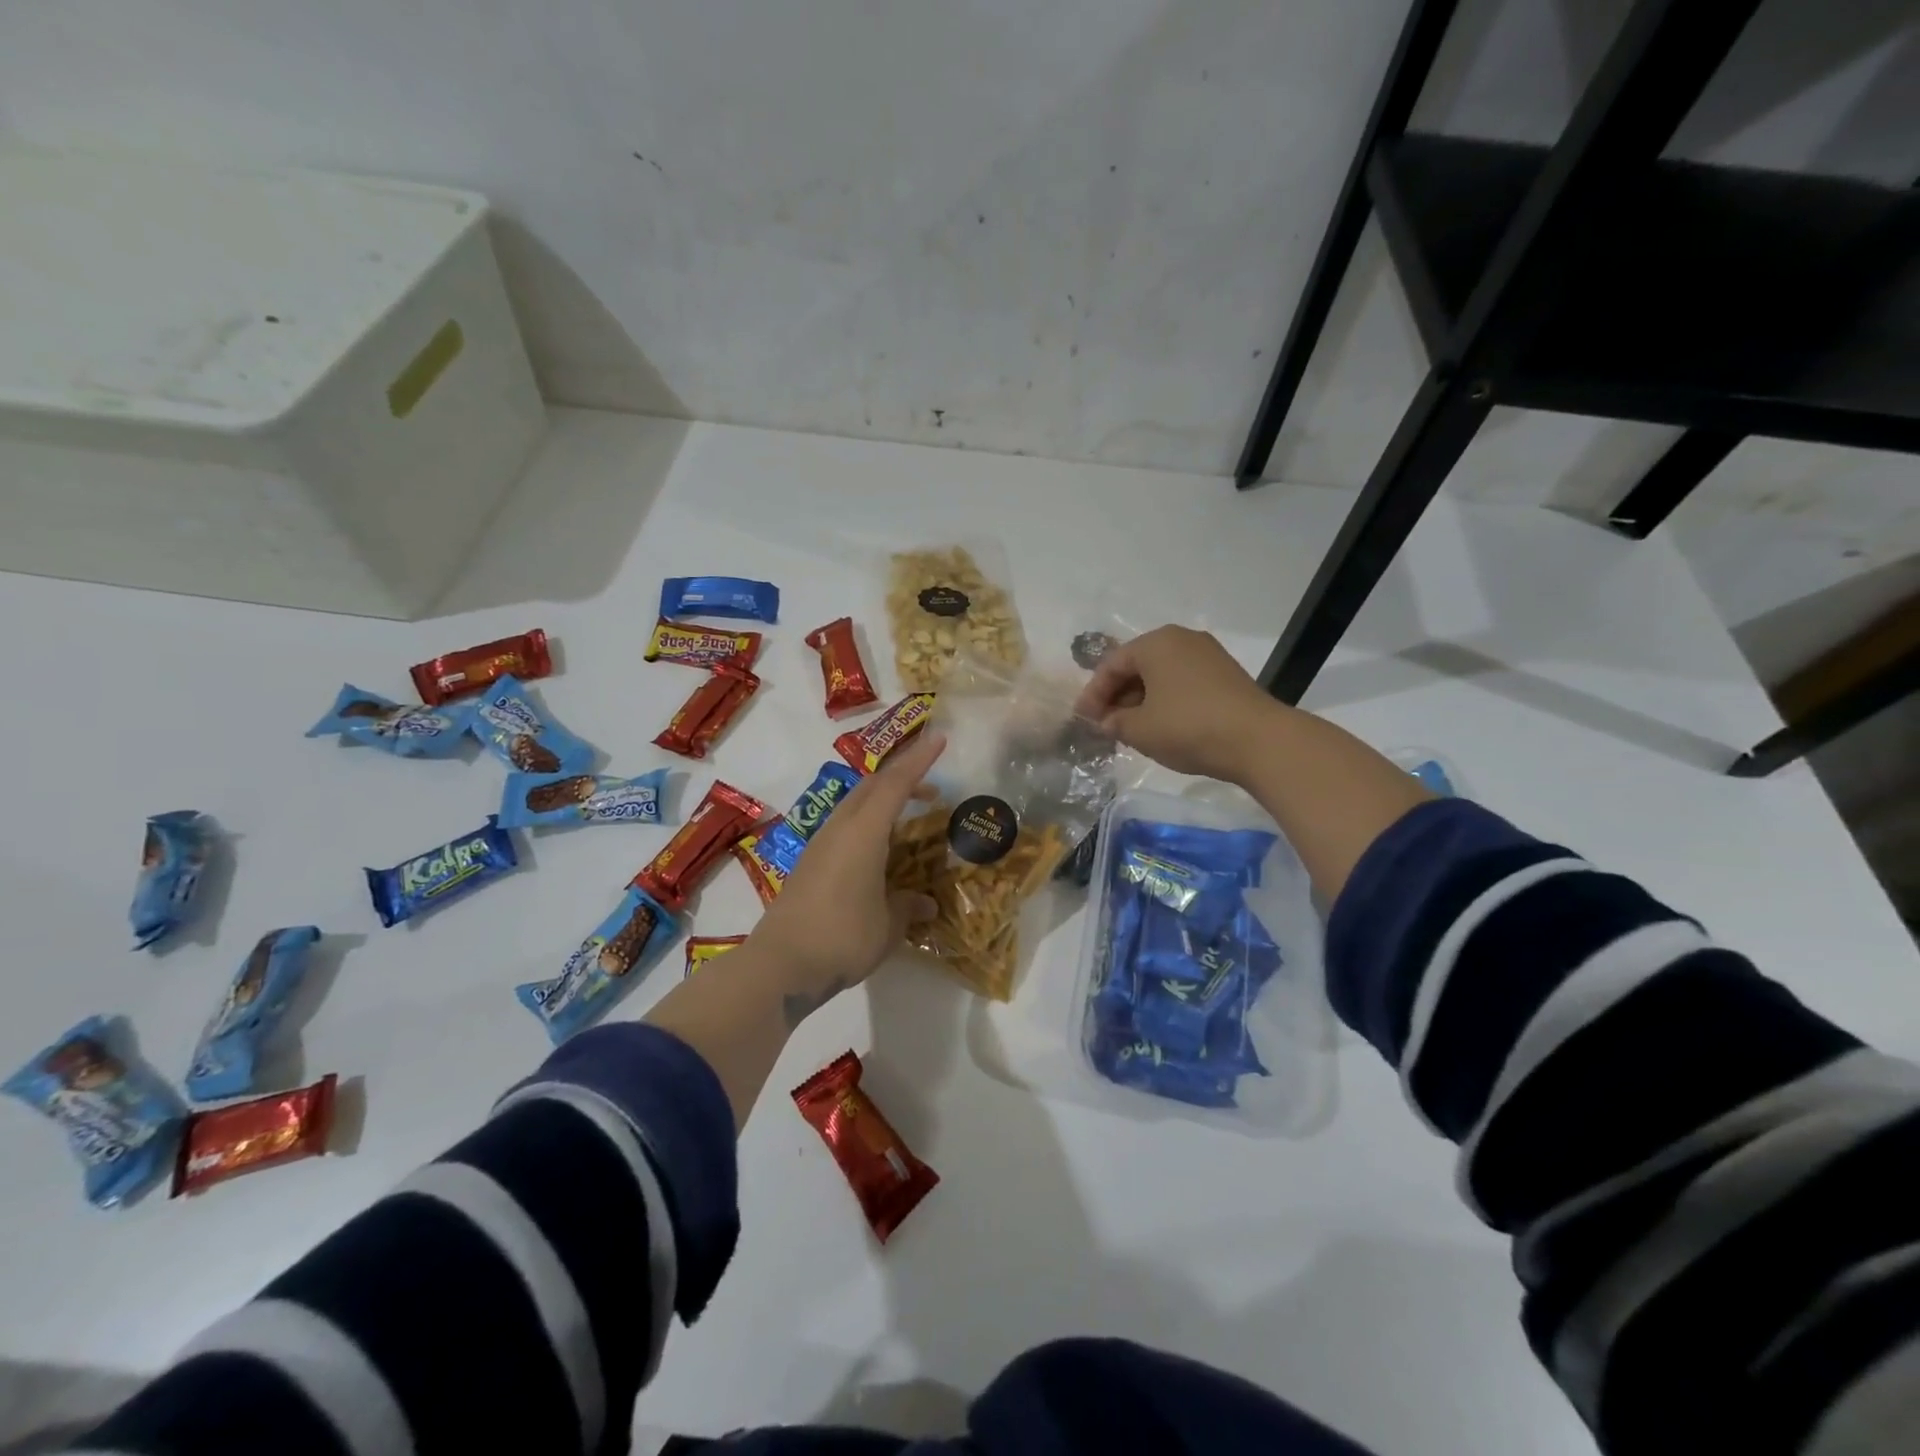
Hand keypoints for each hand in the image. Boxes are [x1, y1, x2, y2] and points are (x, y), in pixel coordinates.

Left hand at [747, 730, 944, 1022]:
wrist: (779, 964)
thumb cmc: (842, 937)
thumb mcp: (887, 926)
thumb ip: (908, 907)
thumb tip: (925, 903)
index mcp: (863, 832)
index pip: (896, 784)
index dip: (919, 760)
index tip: (939, 739)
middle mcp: (839, 829)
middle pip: (871, 786)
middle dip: (902, 778)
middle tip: (930, 791)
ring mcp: (819, 845)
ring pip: (854, 805)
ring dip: (881, 802)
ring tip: (906, 819)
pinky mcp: (808, 864)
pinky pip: (843, 828)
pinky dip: (866, 825)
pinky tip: (877, 851)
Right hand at [1074, 625, 1277, 783]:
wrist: (1258, 740)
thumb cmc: (1188, 727)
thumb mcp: (1139, 729)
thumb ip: (1114, 722)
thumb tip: (1108, 721)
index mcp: (1155, 643)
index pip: (1111, 665)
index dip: (1093, 694)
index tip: (1083, 720)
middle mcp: (1181, 640)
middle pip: (1137, 666)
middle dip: (1117, 696)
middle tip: (1105, 725)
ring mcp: (1208, 655)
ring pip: (1161, 675)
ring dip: (1141, 700)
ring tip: (1130, 728)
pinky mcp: (1226, 675)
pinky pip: (1182, 682)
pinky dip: (1165, 701)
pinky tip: (1161, 725)